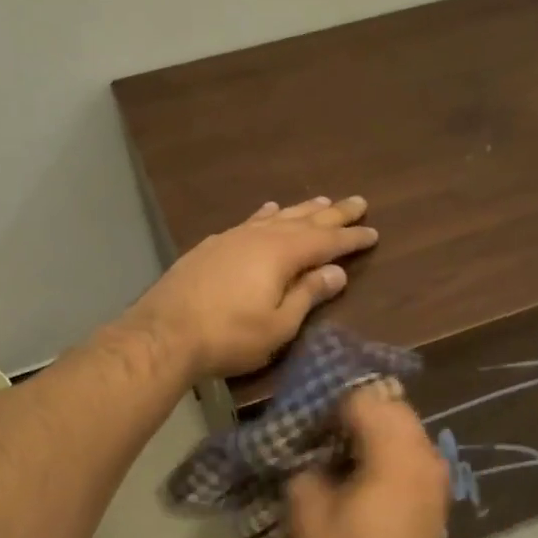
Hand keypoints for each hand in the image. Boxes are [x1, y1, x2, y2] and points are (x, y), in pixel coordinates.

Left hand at [127, 196, 378, 381]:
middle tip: (358, 201)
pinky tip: (269, 210)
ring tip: (321, 201)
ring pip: (276, 217)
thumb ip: (308, 295)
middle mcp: (260, 236)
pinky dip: (266, 215)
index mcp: (282, 254)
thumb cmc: (229, 336)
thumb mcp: (279, 325)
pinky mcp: (212, 246)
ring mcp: (232, 238)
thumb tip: (336, 272)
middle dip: (333, 213)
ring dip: (301, 209)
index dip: (351, 238)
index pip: (326, 241)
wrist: (164, 333)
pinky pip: (250, 221)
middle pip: (304, 220)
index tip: (373, 231)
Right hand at [288, 385, 449, 537]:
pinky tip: (357, 474)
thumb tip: (309, 456)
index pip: (364, 398)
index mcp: (395, 452)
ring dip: (370, 430)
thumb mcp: (309, 515)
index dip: (330, 405)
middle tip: (317, 433)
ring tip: (334, 453)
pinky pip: (408, 451)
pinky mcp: (434, 492)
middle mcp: (423, 453)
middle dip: (352, 411)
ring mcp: (435, 473)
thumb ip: (305, 470)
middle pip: (388, 405)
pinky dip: (384, 450)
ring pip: (402, 426)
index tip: (306, 424)